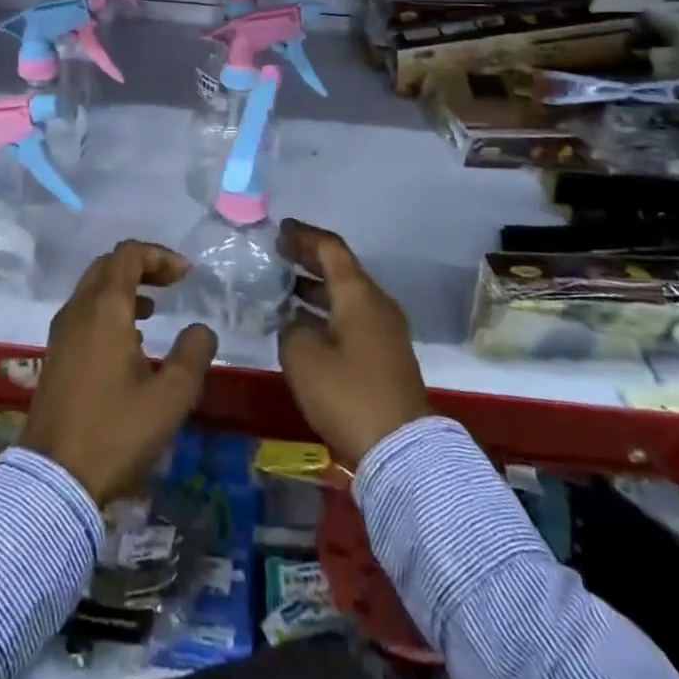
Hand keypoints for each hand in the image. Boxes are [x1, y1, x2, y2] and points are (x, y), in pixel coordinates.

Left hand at [22, 240, 218, 502]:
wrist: (52, 481)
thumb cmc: (115, 432)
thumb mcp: (170, 397)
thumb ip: (193, 354)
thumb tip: (201, 329)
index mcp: (104, 308)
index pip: (128, 254)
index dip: (160, 255)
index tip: (186, 275)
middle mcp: (78, 310)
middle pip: (109, 265)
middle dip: (143, 266)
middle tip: (173, 284)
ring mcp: (62, 333)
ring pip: (93, 288)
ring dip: (125, 287)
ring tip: (154, 309)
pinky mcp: (55, 355)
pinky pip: (84, 311)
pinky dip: (109, 308)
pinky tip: (129, 340)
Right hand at [277, 218, 430, 469]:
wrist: (401, 448)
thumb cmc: (348, 394)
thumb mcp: (303, 356)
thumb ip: (291, 327)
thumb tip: (296, 320)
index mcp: (358, 293)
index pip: (330, 248)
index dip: (303, 236)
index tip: (278, 231)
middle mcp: (375, 302)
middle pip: (340, 269)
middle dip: (308, 259)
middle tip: (277, 254)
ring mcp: (385, 329)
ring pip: (346, 295)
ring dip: (316, 288)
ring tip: (283, 290)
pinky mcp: (386, 354)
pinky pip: (352, 316)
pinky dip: (327, 311)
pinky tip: (304, 325)